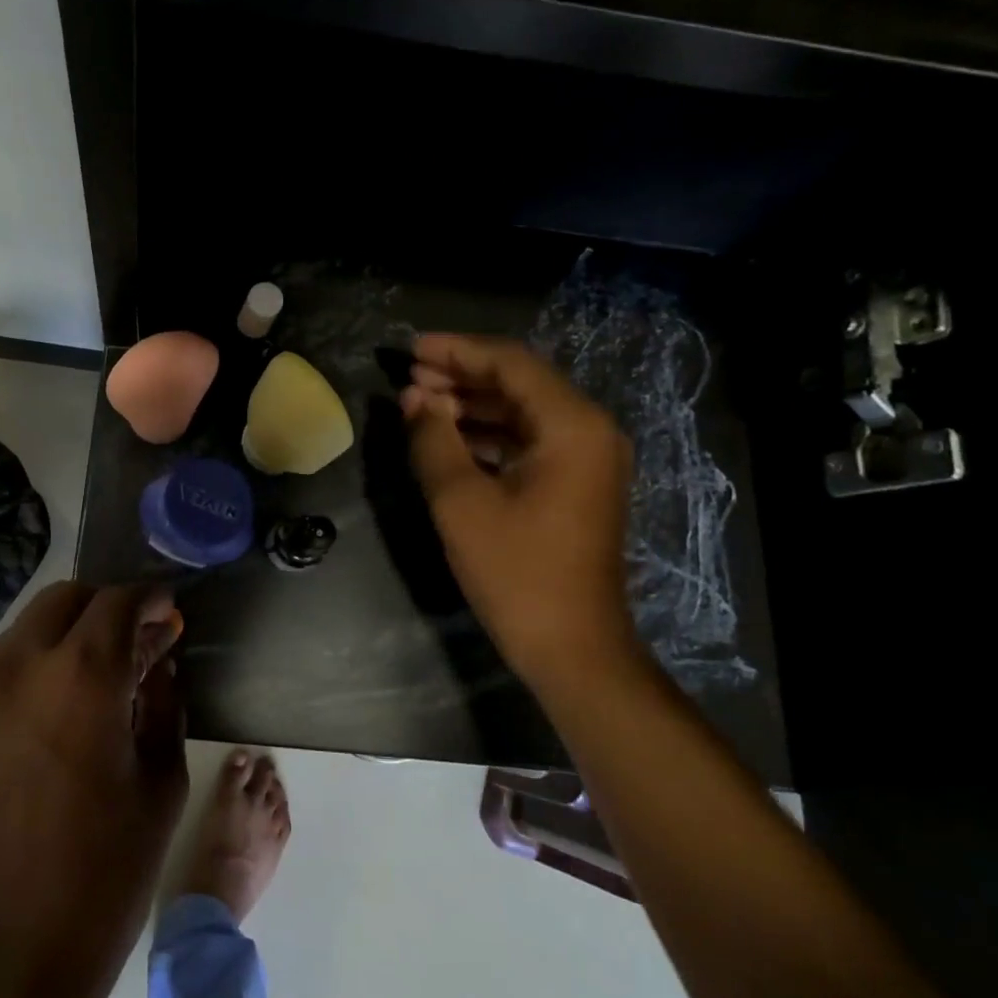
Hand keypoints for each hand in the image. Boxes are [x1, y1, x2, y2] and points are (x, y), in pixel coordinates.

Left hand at [0, 582, 185, 994]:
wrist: (5, 951)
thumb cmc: (104, 872)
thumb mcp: (160, 781)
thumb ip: (163, 702)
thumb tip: (159, 662)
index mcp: (83, 676)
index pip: (119, 601)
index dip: (150, 599)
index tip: (167, 613)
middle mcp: (21, 665)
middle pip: (67, 598)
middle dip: (106, 607)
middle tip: (134, 640)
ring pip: (28, 627)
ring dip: (68, 633)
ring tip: (95, 674)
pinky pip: (0, 665)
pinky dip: (34, 663)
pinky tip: (54, 707)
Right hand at [400, 333, 637, 680]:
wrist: (572, 648)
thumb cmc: (516, 572)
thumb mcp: (461, 502)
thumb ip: (433, 439)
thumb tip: (414, 398)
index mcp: (571, 426)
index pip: (509, 363)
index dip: (456, 350)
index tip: (409, 349)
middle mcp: (588, 431)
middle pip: (519, 382)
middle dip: (461, 375)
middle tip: (409, 378)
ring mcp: (587, 459)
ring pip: (522, 411)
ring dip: (471, 404)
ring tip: (420, 404)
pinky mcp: (576, 484)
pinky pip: (528, 440)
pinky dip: (488, 433)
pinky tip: (448, 438)